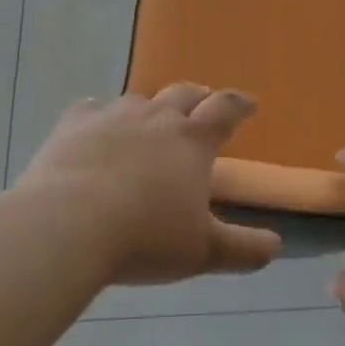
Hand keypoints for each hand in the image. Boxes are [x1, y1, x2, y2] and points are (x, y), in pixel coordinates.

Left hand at [17, 86, 280, 285]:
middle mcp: (157, 118)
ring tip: (152, 121)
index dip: (239, 105)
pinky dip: (101, 115)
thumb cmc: (145, 238)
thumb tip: (276, 246)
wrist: (68, 225)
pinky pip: (92, 108)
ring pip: (140, 99)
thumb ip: (244, 249)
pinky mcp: (73, 125)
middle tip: (203, 106)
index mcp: (193, 141)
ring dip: (152, 107)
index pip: (225, 109)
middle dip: (198, 98)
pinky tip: (97, 127)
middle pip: (184, 93)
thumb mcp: (204, 252)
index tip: (249, 104)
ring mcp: (113, 117)